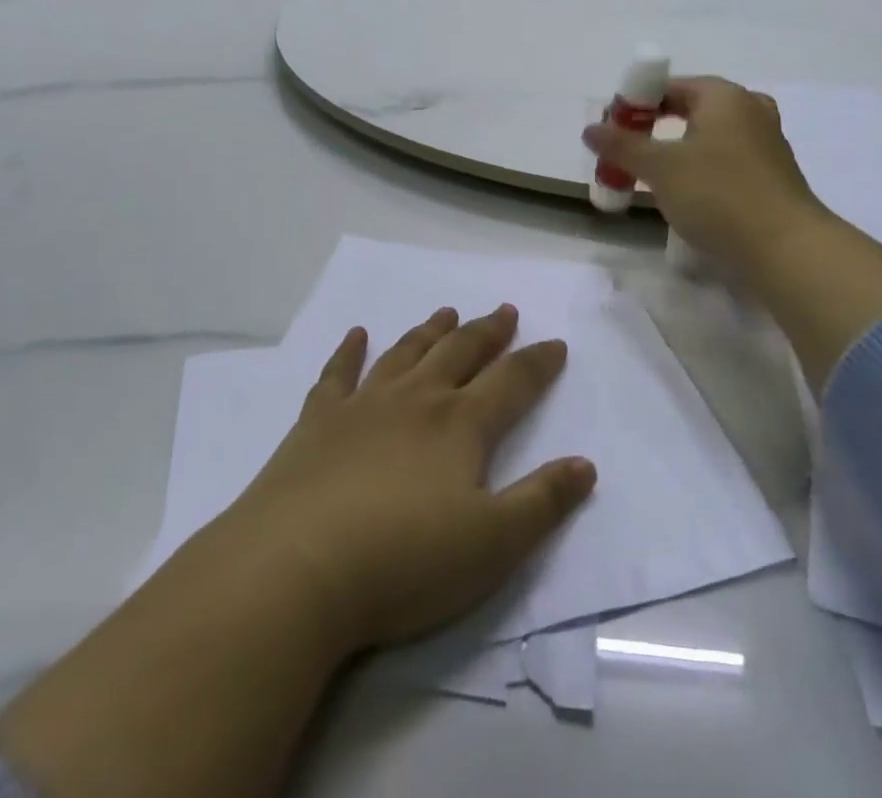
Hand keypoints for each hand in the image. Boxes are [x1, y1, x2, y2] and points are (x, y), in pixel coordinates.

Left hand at [218, 305, 596, 653]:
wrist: (295, 571)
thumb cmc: (403, 562)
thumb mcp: (492, 544)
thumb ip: (543, 501)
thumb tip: (586, 464)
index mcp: (460, 425)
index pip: (512, 382)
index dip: (538, 363)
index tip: (556, 344)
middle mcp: (416, 400)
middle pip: (460, 353)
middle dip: (487, 332)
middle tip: (504, 310)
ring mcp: (363, 406)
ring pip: (406, 354)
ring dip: (430, 331)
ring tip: (447, 312)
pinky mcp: (316, 423)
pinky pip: (337, 374)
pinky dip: (350, 352)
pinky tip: (356, 334)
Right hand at [583, 77, 828, 278]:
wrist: (785, 248)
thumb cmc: (717, 194)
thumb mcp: (660, 168)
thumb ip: (622, 145)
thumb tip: (591, 129)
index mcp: (723, 95)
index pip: (668, 86)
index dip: (634, 106)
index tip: (611, 133)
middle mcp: (749, 108)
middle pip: (690, 109)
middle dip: (654, 129)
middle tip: (628, 154)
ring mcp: (767, 141)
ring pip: (709, 136)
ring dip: (678, 151)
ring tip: (654, 176)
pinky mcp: (773, 174)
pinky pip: (727, 159)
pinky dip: (702, 169)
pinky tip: (689, 195)